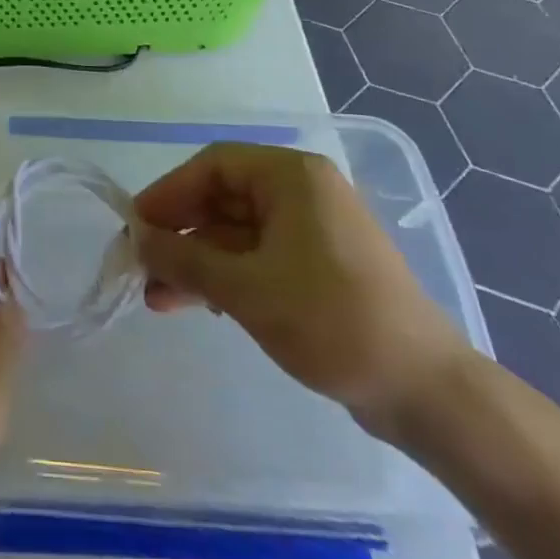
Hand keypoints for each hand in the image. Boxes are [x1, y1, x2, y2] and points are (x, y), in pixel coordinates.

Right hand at [133, 144, 469, 435]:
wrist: (425, 392)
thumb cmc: (331, 320)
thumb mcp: (246, 288)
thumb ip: (184, 259)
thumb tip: (135, 238)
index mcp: (291, 176)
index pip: (212, 166)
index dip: (169, 193)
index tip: (136, 227)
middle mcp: (301, 192)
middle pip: (221, 200)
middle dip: (180, 235)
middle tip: (142, 267)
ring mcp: (312, 231)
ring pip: (235, 233)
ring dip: (196, 262)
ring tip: (158, 298)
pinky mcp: (318, 267)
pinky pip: (256, 258)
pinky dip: (225, 277)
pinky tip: (197, 305)